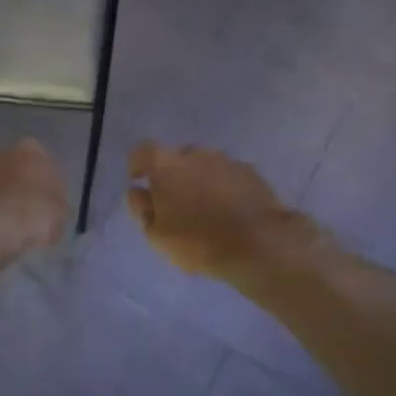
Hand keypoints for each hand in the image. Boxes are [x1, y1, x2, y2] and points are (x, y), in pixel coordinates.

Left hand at [0, 139, 68, 257]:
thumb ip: (56, 206)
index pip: (41, 160)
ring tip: (2, 228)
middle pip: (10, 169)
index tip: (46, 202)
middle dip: (15, 186)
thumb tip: (50, 210)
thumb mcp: (60, 214)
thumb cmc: (33, 215)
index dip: (44, 182)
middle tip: (23, 213)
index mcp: (30, 151)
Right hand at [127, 142, 302, 276]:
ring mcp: (227, 161)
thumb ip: (142, 209)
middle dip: (172, 175)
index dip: (137, 165)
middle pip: (176, 158)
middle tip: (175, 203)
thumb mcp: (157, 235)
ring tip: (205, 210)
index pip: (143, 151)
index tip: (139, 181)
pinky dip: (224, 187)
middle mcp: (196, 154)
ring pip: (205, 165)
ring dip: (200, 181)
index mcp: (166, 166)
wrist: (257, 244)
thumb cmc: (197, 241)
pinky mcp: (251, 173)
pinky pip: (228, 176)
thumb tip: (138, 192)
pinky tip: (229, 211)